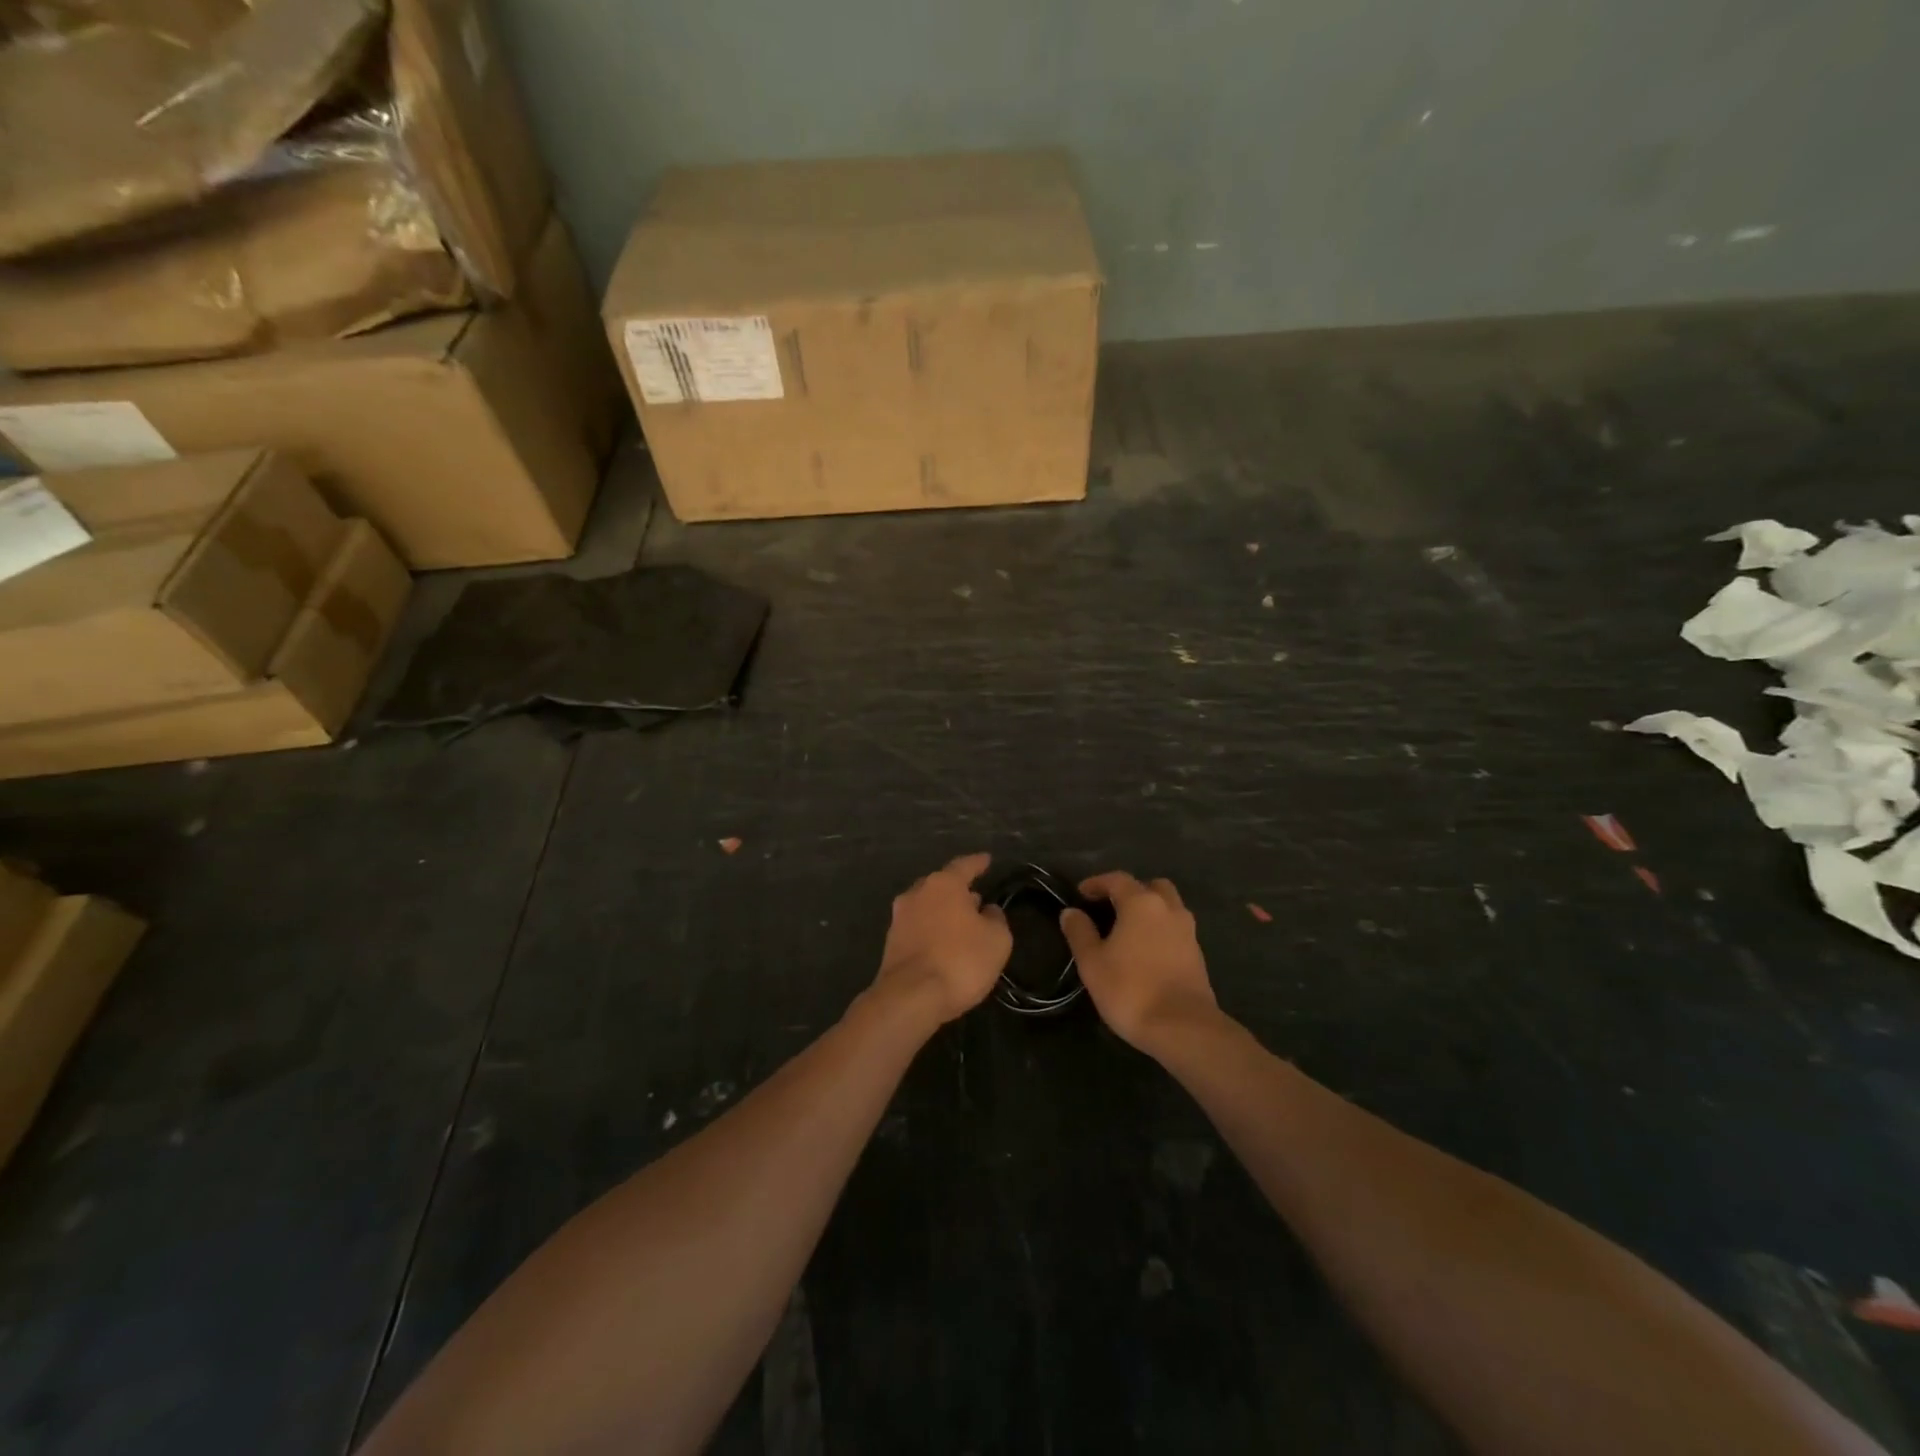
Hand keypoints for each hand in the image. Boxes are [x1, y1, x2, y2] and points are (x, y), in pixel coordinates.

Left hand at [872, 853, 1011, 1026]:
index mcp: (943, 884)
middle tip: (975, 897)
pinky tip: (943, 944)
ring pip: (926, 906)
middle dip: (958, 890)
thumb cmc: (960, 960)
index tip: (987, 859)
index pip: (964, 866)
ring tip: (961, 922)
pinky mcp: (891, 943)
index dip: (978, 863)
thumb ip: (995, 918)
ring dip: (943, 911)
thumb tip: (986, 910)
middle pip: (941, 885)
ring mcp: (899, 918)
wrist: (910, 997)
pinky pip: (917, 928)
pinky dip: (931, 931)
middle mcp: (917, 893)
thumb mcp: (996, 940)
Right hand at [1060, 872, 1221, 1054]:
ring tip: (1128, 930)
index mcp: (1141, 903)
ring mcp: (1187, 930)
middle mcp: (1168, 908)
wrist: (1182, 1027)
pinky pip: (1176, 928)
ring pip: (1168, 906)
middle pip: (1150, 886)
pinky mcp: (1197, 954)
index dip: (1096, 883)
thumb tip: (1071, 912)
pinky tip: (1146, 950)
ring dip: (1149, 910)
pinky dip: (1161, 929)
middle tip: (1110, 908)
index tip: (1080, 894)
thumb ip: (1080, 932)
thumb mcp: (1092, 962)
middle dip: (1130, 891)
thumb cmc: (1130, 989)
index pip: (1117, 879)